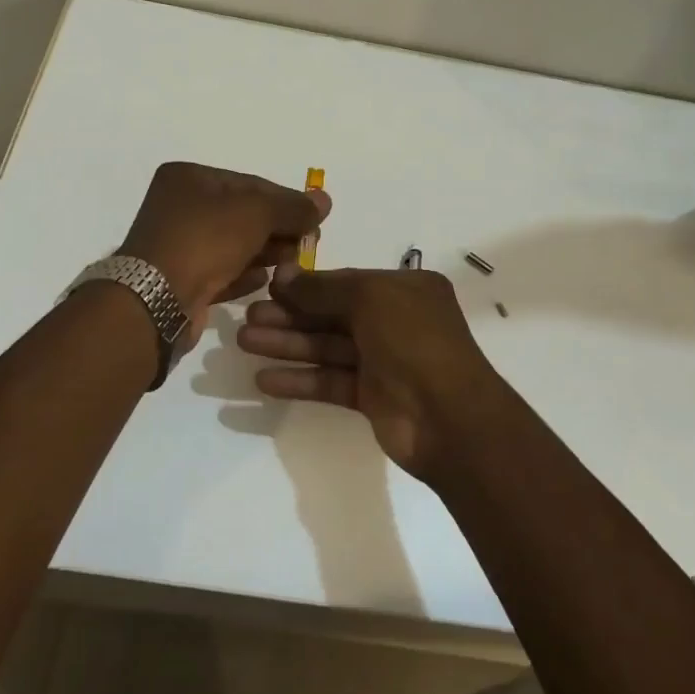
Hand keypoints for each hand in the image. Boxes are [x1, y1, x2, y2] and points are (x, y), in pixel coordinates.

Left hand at [119, 163, 329, 338]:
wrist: (157, 300)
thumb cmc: (205, 240)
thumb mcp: (257, 214)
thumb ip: (292, 207)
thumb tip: (324, 201)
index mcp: (188, 178)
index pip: (250, 184)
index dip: (286, 201)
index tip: (315, 219)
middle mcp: (179, 207)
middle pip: (243, 215)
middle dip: (278, 230)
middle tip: (308, 245)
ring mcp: (178, 245)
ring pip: (233, 245)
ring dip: (265, 253)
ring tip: (291, 265)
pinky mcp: (180, 280)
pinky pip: (220, 272)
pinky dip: (243, 275)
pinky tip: (263, 281)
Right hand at [237, 266, 505, 480]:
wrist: (449, 419)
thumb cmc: (413, 343)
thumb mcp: (371, 299)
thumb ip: (322, 289)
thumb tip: (282, 274)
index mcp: (405, 290)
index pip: (347, 282)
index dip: (306, 285)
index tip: (267, 287)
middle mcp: (395, 321)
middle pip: (332, 314)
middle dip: (291, 315)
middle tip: (247, 319)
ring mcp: (384, 360)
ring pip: (328, 347)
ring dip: (288, 344)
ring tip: (246, 343)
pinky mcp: (372, 396)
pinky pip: (330, 380)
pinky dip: (300, 379)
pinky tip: (264, 381)